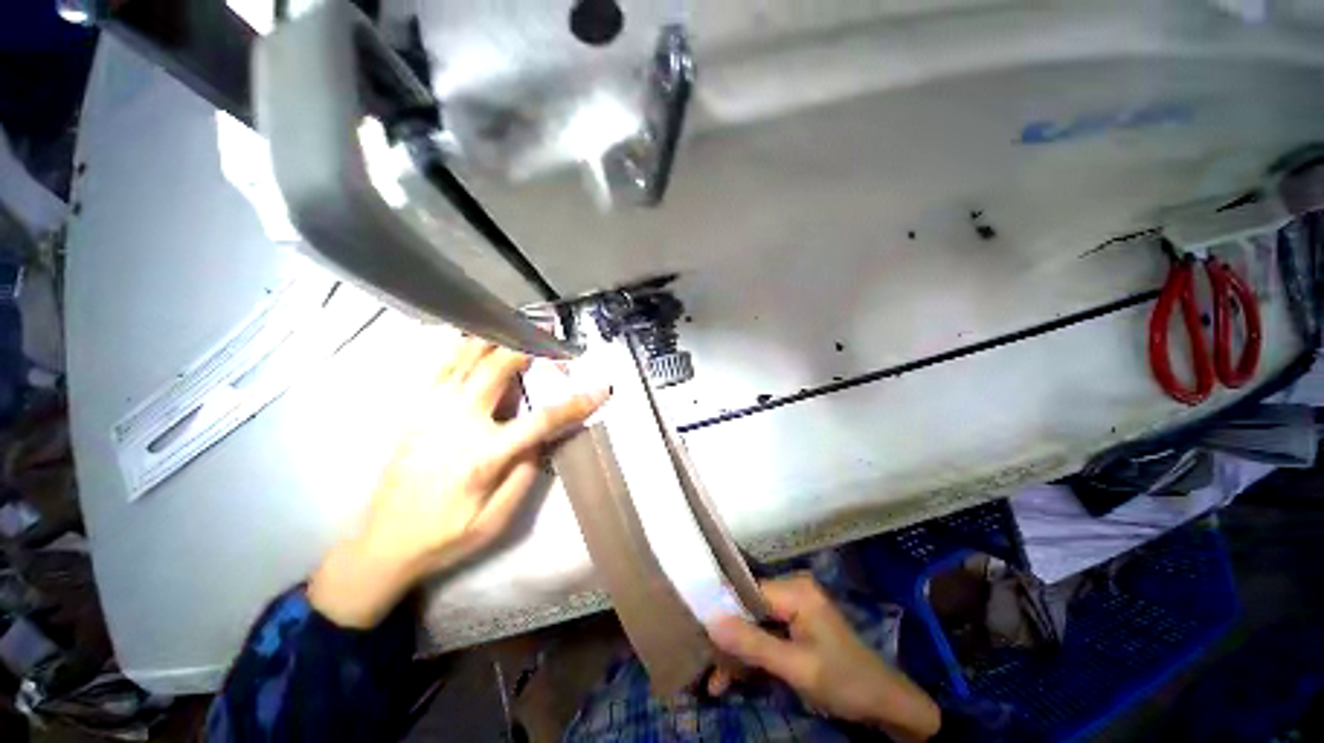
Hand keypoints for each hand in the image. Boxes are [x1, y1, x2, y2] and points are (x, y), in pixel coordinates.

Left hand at [309, 338, 608, 628]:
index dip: (577, 403)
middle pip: (496, 371)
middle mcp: (457, 424)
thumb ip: (525, 472)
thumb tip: (541, 437)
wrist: (380, 545)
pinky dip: (459, 348)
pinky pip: (439, 369)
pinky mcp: (415, 412)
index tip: (601, 388)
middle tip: (548, 333)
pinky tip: (471, 338)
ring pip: (463, 361)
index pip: (542, 420)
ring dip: (491, 338)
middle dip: (527, 347)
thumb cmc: (445, 536)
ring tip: (513, 324)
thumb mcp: (496, 519)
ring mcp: (430, 413)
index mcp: (484, 455)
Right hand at [707, 575, 940, 742]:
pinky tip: (734, 678)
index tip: (699, 636)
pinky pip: (765, 632)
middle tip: (709, 671)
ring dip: (737, 653)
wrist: (882, 702)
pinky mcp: (795, 622)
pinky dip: (752, 655)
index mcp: (794, 589)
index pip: (746, 591)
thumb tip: (710, 620)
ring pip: (753, 623)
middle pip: (747, 608)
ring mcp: (793, 606)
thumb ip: (753, 643)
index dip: (722, 612)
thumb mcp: (796, 667)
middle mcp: (791, 589)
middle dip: (728, 640)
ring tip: (717, 683)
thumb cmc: (843, 680)